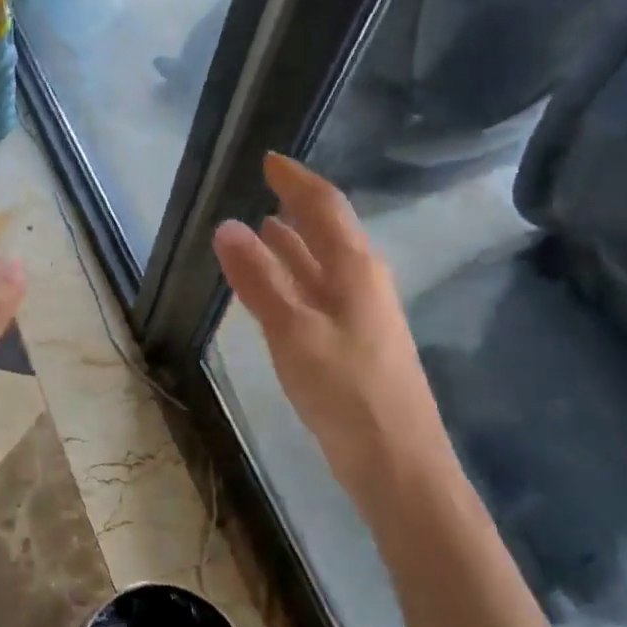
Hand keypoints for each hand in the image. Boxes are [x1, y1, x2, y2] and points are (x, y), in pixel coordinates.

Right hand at [212, 153, 449, 486]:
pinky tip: (278, 284)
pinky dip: (295, 275)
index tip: (267, 159)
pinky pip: (319, 290)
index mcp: (355, 268)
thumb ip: (259, 278)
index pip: (324, 206)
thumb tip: (226, 225)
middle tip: (261, 186)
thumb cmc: (347, 391)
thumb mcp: (293, 330)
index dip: (295, 180)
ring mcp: (362, 312)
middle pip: (328, 229)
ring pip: (323, 262)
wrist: (399, 467)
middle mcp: (363, 281)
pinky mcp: (354, 341)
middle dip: (296, 205)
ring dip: (294, 241)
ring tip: (262, 225)